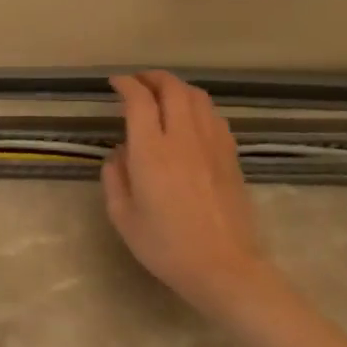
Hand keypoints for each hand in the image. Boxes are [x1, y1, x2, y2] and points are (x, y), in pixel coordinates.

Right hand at [102, 71, 277, 315]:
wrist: (224, 268)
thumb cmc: (164, 245)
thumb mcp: (122, 215)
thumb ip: (115, 178)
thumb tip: (119, 154)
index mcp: (151, 152)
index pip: (139, 101)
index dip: (126, 85)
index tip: (114, 82)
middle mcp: (183, 140)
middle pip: (174, 90)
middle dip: (154, 78)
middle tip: (137, 81)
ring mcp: (213, 147)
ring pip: (199, 99)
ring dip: (178, 88)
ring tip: (163, 94)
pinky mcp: (231, 158)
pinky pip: (215, 118)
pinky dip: (198, 107)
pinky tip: (190, 119)